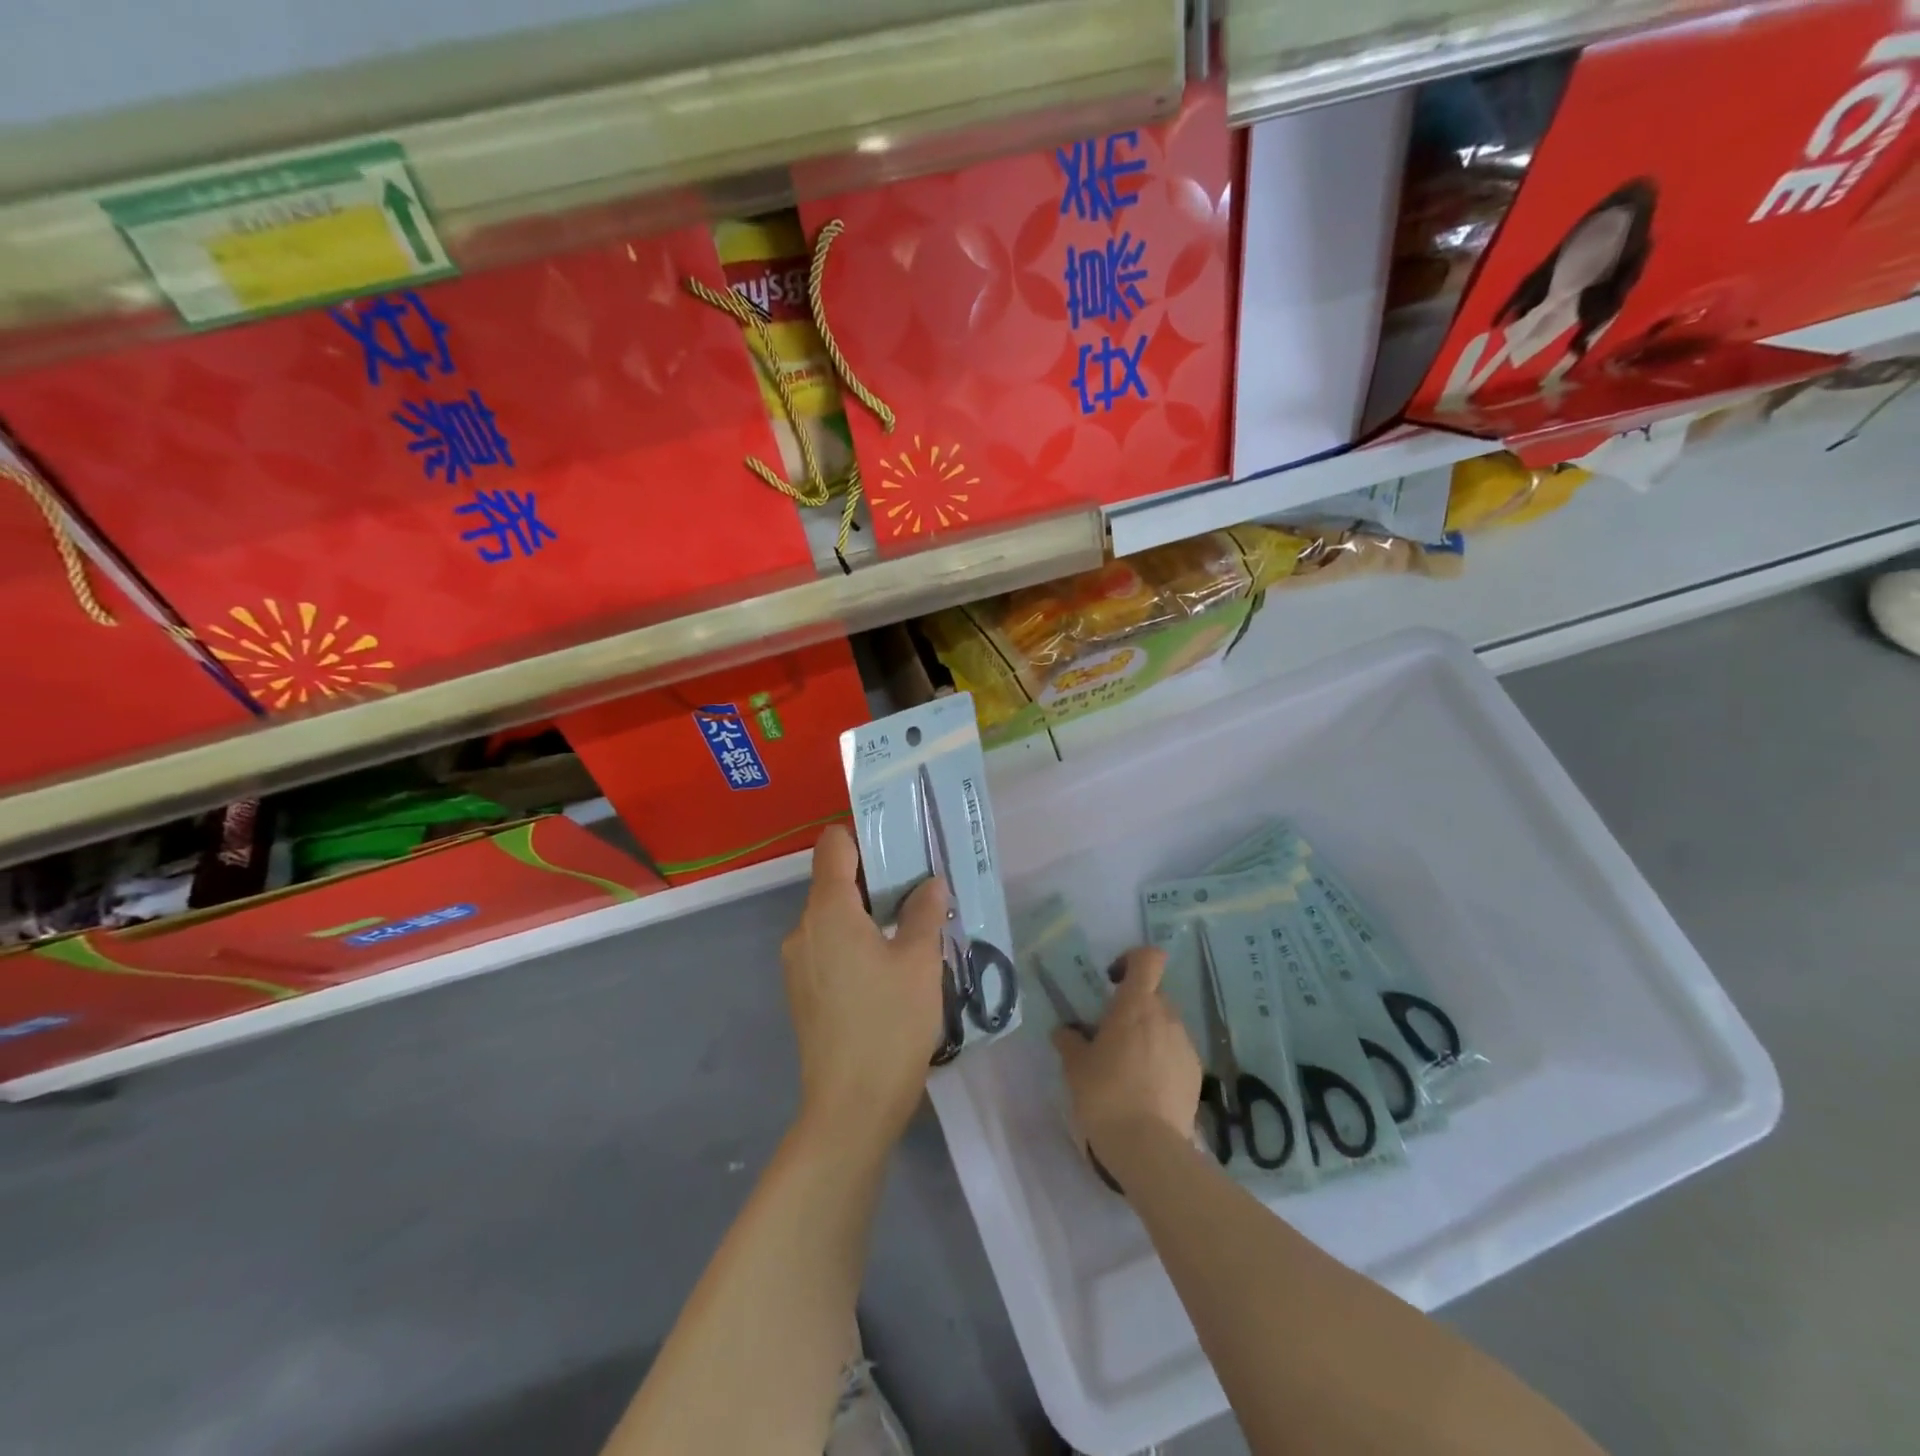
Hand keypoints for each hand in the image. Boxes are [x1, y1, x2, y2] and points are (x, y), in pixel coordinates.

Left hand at [781, 824, 948, 1153]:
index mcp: (828, 911)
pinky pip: (828, 946)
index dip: (863, 834)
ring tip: (911, 926)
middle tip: (920, 886)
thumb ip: (923, 913)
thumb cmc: (889, 1025)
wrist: (850, 1109)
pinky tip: (889, 965)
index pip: (833, 845)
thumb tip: (930, 883)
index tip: (900, 842)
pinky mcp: (802, 991)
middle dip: (875, 877)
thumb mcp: (919, 962)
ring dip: (867, 913)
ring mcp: (798, 962)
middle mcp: (803, 929)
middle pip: (834, 881)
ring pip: (832, 916)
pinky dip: (855, 941)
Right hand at [1052, 945, 1202, 1166]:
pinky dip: (1161, 1059)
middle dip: (1134, 1005)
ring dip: (1148, 1033)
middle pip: (1154, 993)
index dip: (1132, 960)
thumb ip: (1070, 1040)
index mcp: (1136, 1005)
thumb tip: (1066, 1031)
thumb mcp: (1075, 1066)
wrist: (1149, 1148)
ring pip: (1165, 1024)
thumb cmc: (1105, 1094)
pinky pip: (1175, 1051)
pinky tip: (1145, 1088)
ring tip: (1127, 1066)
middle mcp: (1166, 1016)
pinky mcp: (1195, 1073)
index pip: (1148, 959)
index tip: (1112, 980)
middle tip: (1111, 1033)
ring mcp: (1184, 1045)